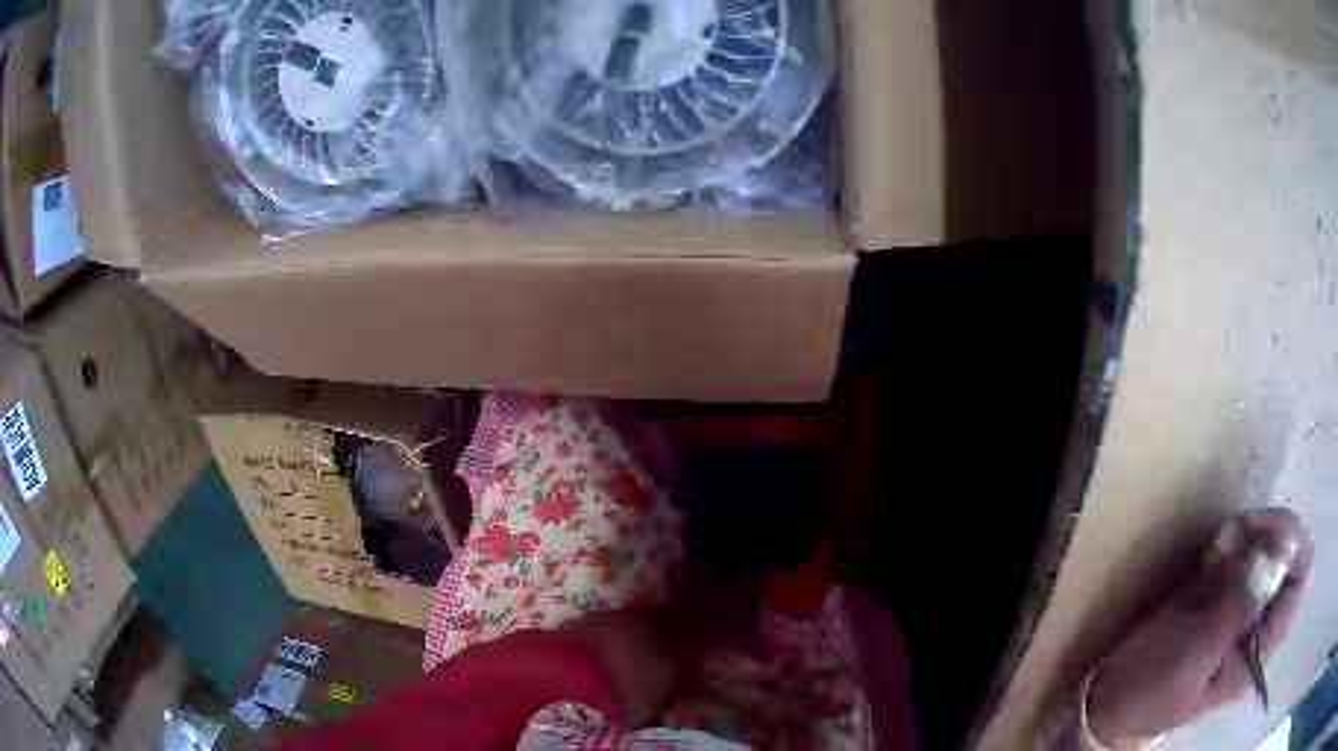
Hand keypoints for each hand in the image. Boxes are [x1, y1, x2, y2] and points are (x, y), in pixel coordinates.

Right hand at [1086, 508, 1313, 744]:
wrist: (1113, 699)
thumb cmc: (1152, 690)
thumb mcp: (1195, 654)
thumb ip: (1240, 606)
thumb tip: (1284, 547)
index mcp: (1260, 650)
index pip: (1300, 579)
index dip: (1293, 544)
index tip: (1265, 528)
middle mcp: (1263, 625)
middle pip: (1291, 554)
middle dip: (1270, 532)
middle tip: (1238, 531)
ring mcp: (1248, 607)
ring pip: (1272, 544)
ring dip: (1250, 533)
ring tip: (1219, 544)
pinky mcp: (1231, 593)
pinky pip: (1248, 549)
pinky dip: (1235, 538)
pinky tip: (1215, 549)